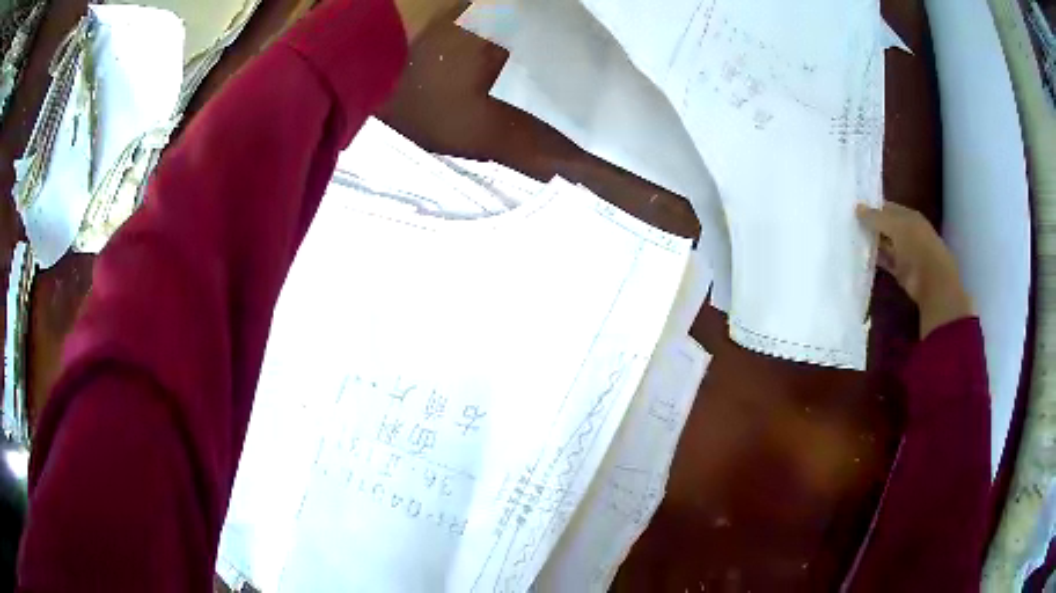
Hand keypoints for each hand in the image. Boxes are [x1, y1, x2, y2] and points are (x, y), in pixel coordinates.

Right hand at [856, 202, 973, 338]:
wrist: (932, 281)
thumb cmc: (917, 246)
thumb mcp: (895, 225)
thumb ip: (876, 217)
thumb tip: (857, 207)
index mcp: (909, 216)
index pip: (888, 207)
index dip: (873, 207)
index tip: (854, 208)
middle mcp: (908, 232)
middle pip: (886, 226)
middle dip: (871, 225)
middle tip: (849, 222)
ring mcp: (905, 252)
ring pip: (885, 244)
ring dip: (872, 243)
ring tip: (851, 238)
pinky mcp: (901, 271)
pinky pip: (886, 262)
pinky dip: (876, 260)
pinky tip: (861, 257)